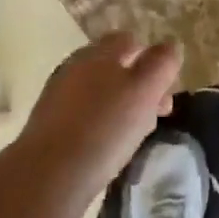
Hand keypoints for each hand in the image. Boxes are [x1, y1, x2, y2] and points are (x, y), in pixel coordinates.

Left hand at [8, 33, 181, 217]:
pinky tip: (107, 150)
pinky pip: (84, 116)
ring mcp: (59, 95)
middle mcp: (76, 66)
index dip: (151, 61)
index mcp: (99, 52)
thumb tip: (171, 46)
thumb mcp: (143, 93)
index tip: (165, 92)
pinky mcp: (49, 125)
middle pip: (114, 66)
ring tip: (134, 136)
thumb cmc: (103, 130)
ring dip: (120, 107)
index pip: (129, 40)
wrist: (47, 177)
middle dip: (138, 86)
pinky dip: (100, 125)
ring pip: (99, 92)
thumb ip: (161, 65)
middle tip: (155, 115)